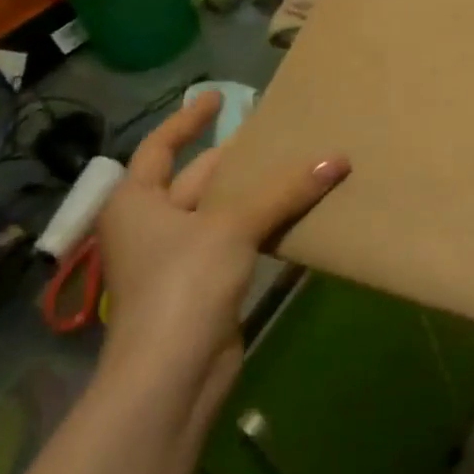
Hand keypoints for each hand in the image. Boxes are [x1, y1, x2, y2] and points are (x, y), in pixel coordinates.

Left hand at [94, 92, 348, 420]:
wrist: (170, 377)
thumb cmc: (184, 284)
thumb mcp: (234, 226)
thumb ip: (286, 190)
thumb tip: (338, 159)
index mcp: (136, 202)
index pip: (160, 147)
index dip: (187, 119)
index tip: (216, 96)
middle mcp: (150, 224)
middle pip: (196, 177)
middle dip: (234, 157)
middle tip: (274, 131)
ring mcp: (176, 258)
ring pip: (220, 210)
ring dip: (254, 192)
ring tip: (295, 163)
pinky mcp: (202, 284)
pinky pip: (235, 239)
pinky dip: (261, 223)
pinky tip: (294, 210)